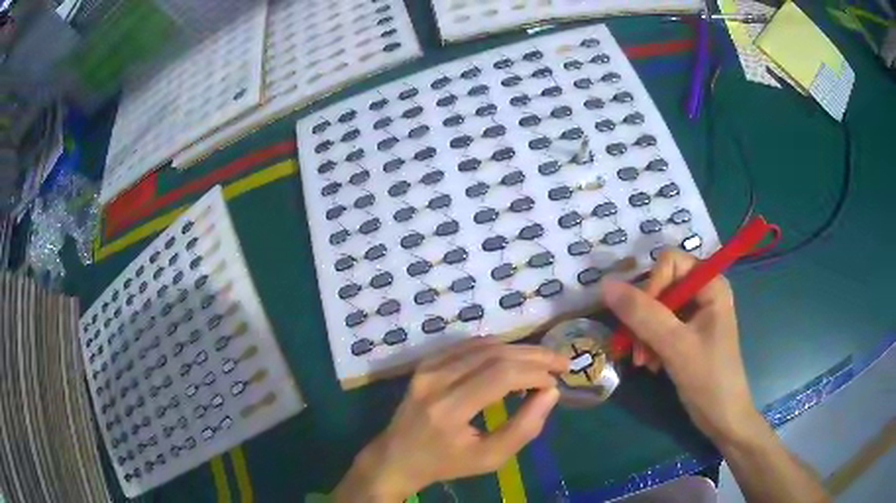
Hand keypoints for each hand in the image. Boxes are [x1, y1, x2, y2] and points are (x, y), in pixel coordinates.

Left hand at [334, 338, 567, 501]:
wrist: (398, 456)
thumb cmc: (446, 463)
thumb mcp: (489, 458)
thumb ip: (524, 428)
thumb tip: (551, 392)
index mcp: (449, 409)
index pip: (501, 375)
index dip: (535, 373)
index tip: (557, 382)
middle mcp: (436, 380)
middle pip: (495, 354)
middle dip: (534, 355)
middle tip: (561, 363)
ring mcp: (427, 367)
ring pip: (483, 345)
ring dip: (519, 350)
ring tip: (542, 363)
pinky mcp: (426, 363)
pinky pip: (468, 346)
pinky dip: (497, 349)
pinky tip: (513, 359)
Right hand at [601, 250, 758, 444]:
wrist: (722, 417)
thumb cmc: (708, 378)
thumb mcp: (675, 345)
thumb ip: (642, 314)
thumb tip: (605, 284)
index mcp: (711, 284)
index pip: (670, 262)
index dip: (652, 286)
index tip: (642, 321)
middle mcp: (703, 292)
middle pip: (661, 285)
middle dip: (644, 317)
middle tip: (638, 349)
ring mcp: (696, 314)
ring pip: (656, 308)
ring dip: (644, 334)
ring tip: (644, 362)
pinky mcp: (688, 333)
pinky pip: (659, 326)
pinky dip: (650, 344)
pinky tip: (651, 365)